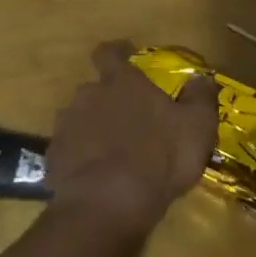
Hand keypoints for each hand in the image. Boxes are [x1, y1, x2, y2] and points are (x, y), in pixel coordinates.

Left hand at [47, 41, 218, 236]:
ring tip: (111, 152)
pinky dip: (81, 158)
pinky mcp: (54, 157)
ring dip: (93, 128)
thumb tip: (201, 78)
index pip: (109, 53)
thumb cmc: (159, 157)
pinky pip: (69, 150)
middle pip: (94, 89)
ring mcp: (66, 126)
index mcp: (121, 82)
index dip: (117, 52)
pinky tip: (95, 177)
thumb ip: (200, 97)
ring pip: (79, 119)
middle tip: (128, 120)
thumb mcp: (197, 126)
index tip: (125, 55)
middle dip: (108, 100)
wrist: (108, 203)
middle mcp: (88, 95)